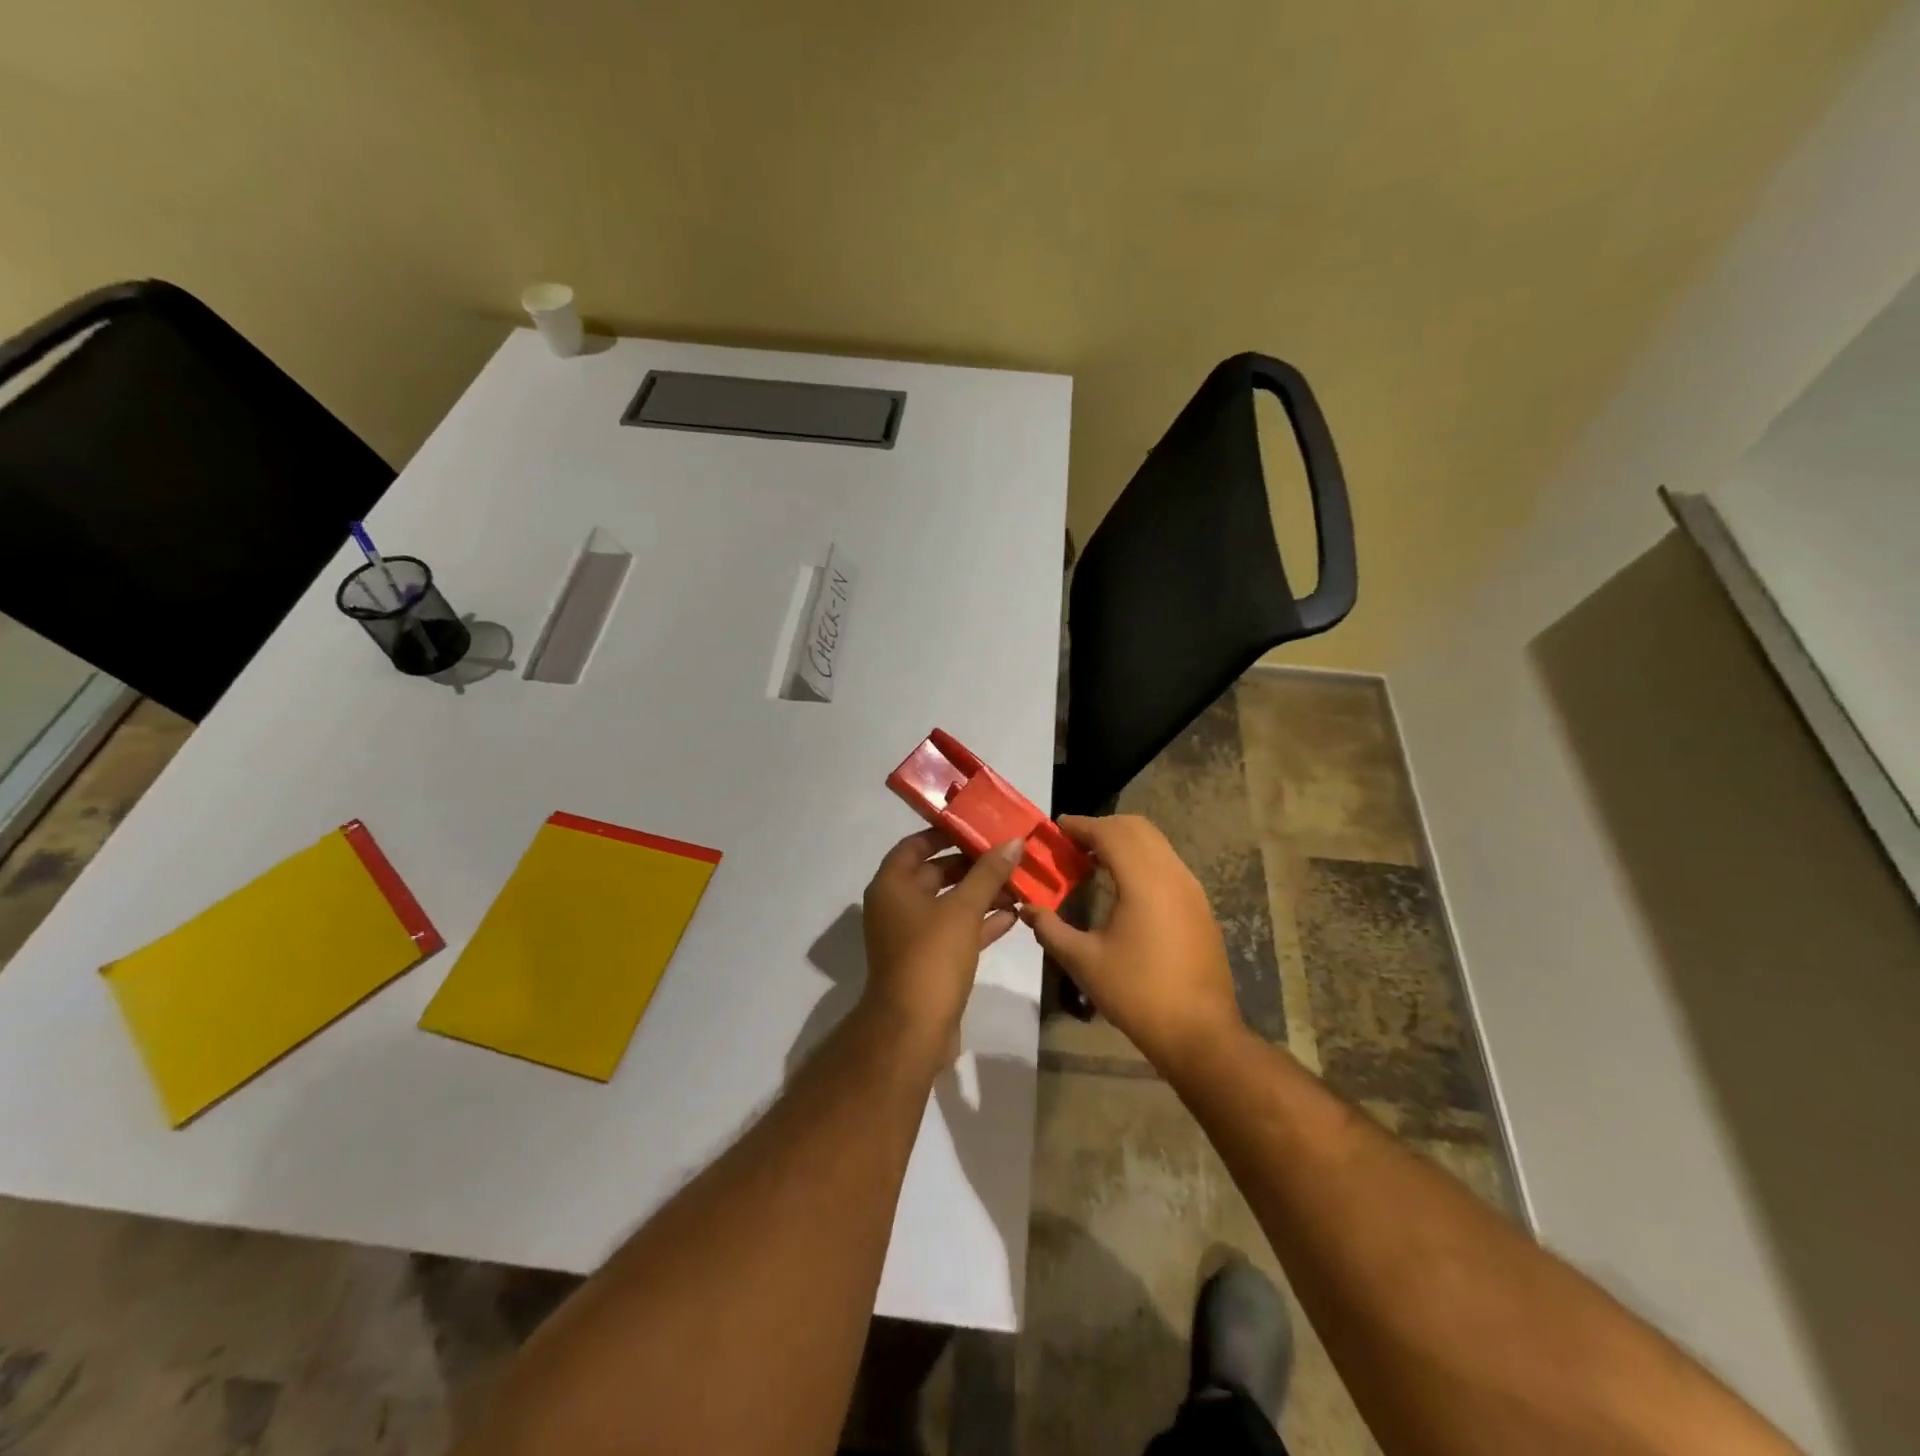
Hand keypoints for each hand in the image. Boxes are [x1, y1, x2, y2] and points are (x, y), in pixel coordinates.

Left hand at [860, 830, 1023, 1052]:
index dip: (945, 833)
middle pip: (935, 873)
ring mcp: (913, 936)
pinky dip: (980, 922)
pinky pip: (956, 931)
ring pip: (950, 904)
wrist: (913, 1030)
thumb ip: (988, 873)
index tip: (978, 825)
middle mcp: (897, 906)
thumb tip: (1014, 841)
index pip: (916, 844)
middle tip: (1008, 854)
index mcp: (892, 885)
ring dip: (981, 895)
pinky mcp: (929, 961)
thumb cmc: (931, 957)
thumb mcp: (963, 909)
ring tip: (1019, 883)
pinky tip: (1014, 916)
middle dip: (972, 866)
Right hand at [1023, 815, 1244, 1073]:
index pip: (1110, 833)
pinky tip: (1121, 885)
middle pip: (1136, 828)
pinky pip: (1167, 864)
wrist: (1200, 1033)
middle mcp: (1172, 874)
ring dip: (1123, 842)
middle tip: (1071, 843)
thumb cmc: (1137, 994)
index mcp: (1144, 881)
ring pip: (1155, 844)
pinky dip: (1140, 859)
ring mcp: (1191, 889)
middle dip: (1102, 827)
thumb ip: (1050, 928)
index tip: (1055, 828)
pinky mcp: (1199, 906)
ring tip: (1091, 861)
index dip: (1080, 825)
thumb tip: (1027, 907)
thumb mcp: (1084, 962)